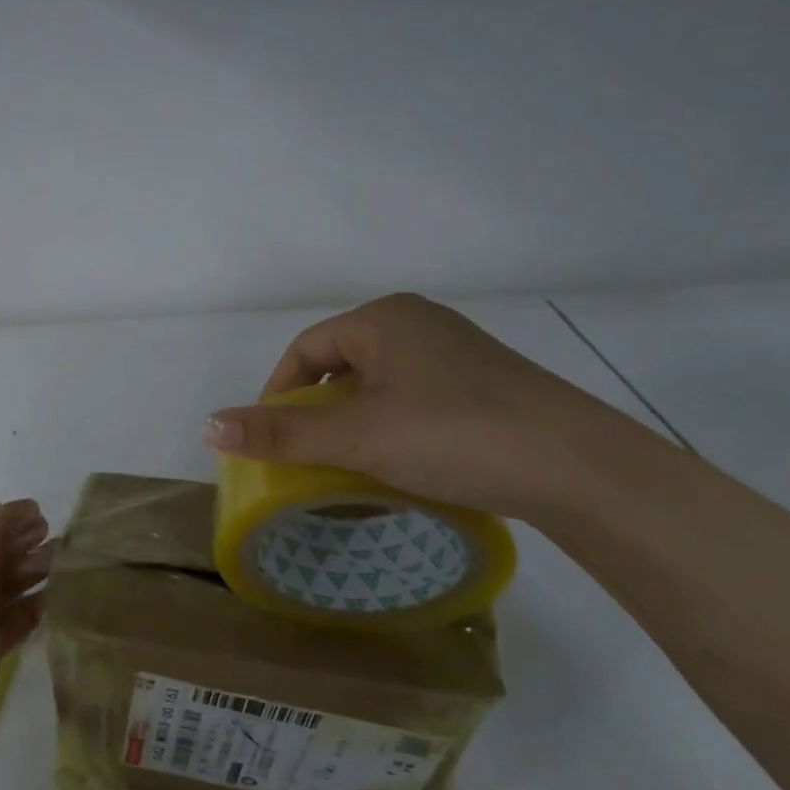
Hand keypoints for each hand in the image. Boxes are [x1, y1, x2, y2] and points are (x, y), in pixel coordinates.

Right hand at [202, 294, 653, 522]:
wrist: (582, 469)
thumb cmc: (454, 435)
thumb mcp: (358, 437)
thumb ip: (281, 434)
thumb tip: (207, 426)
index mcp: (384, 319)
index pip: (306, 349)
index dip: (277, 394)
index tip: (271, 441)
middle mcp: (418, 325)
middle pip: (341, 368)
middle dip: (316, 415)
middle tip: (306, 460)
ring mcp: (456, 355)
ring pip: (378, 389)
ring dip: (353, 427)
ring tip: (348, 470)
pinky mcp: (483, 387)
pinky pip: (413, 402)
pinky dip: (391, 432)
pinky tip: (399, 468)